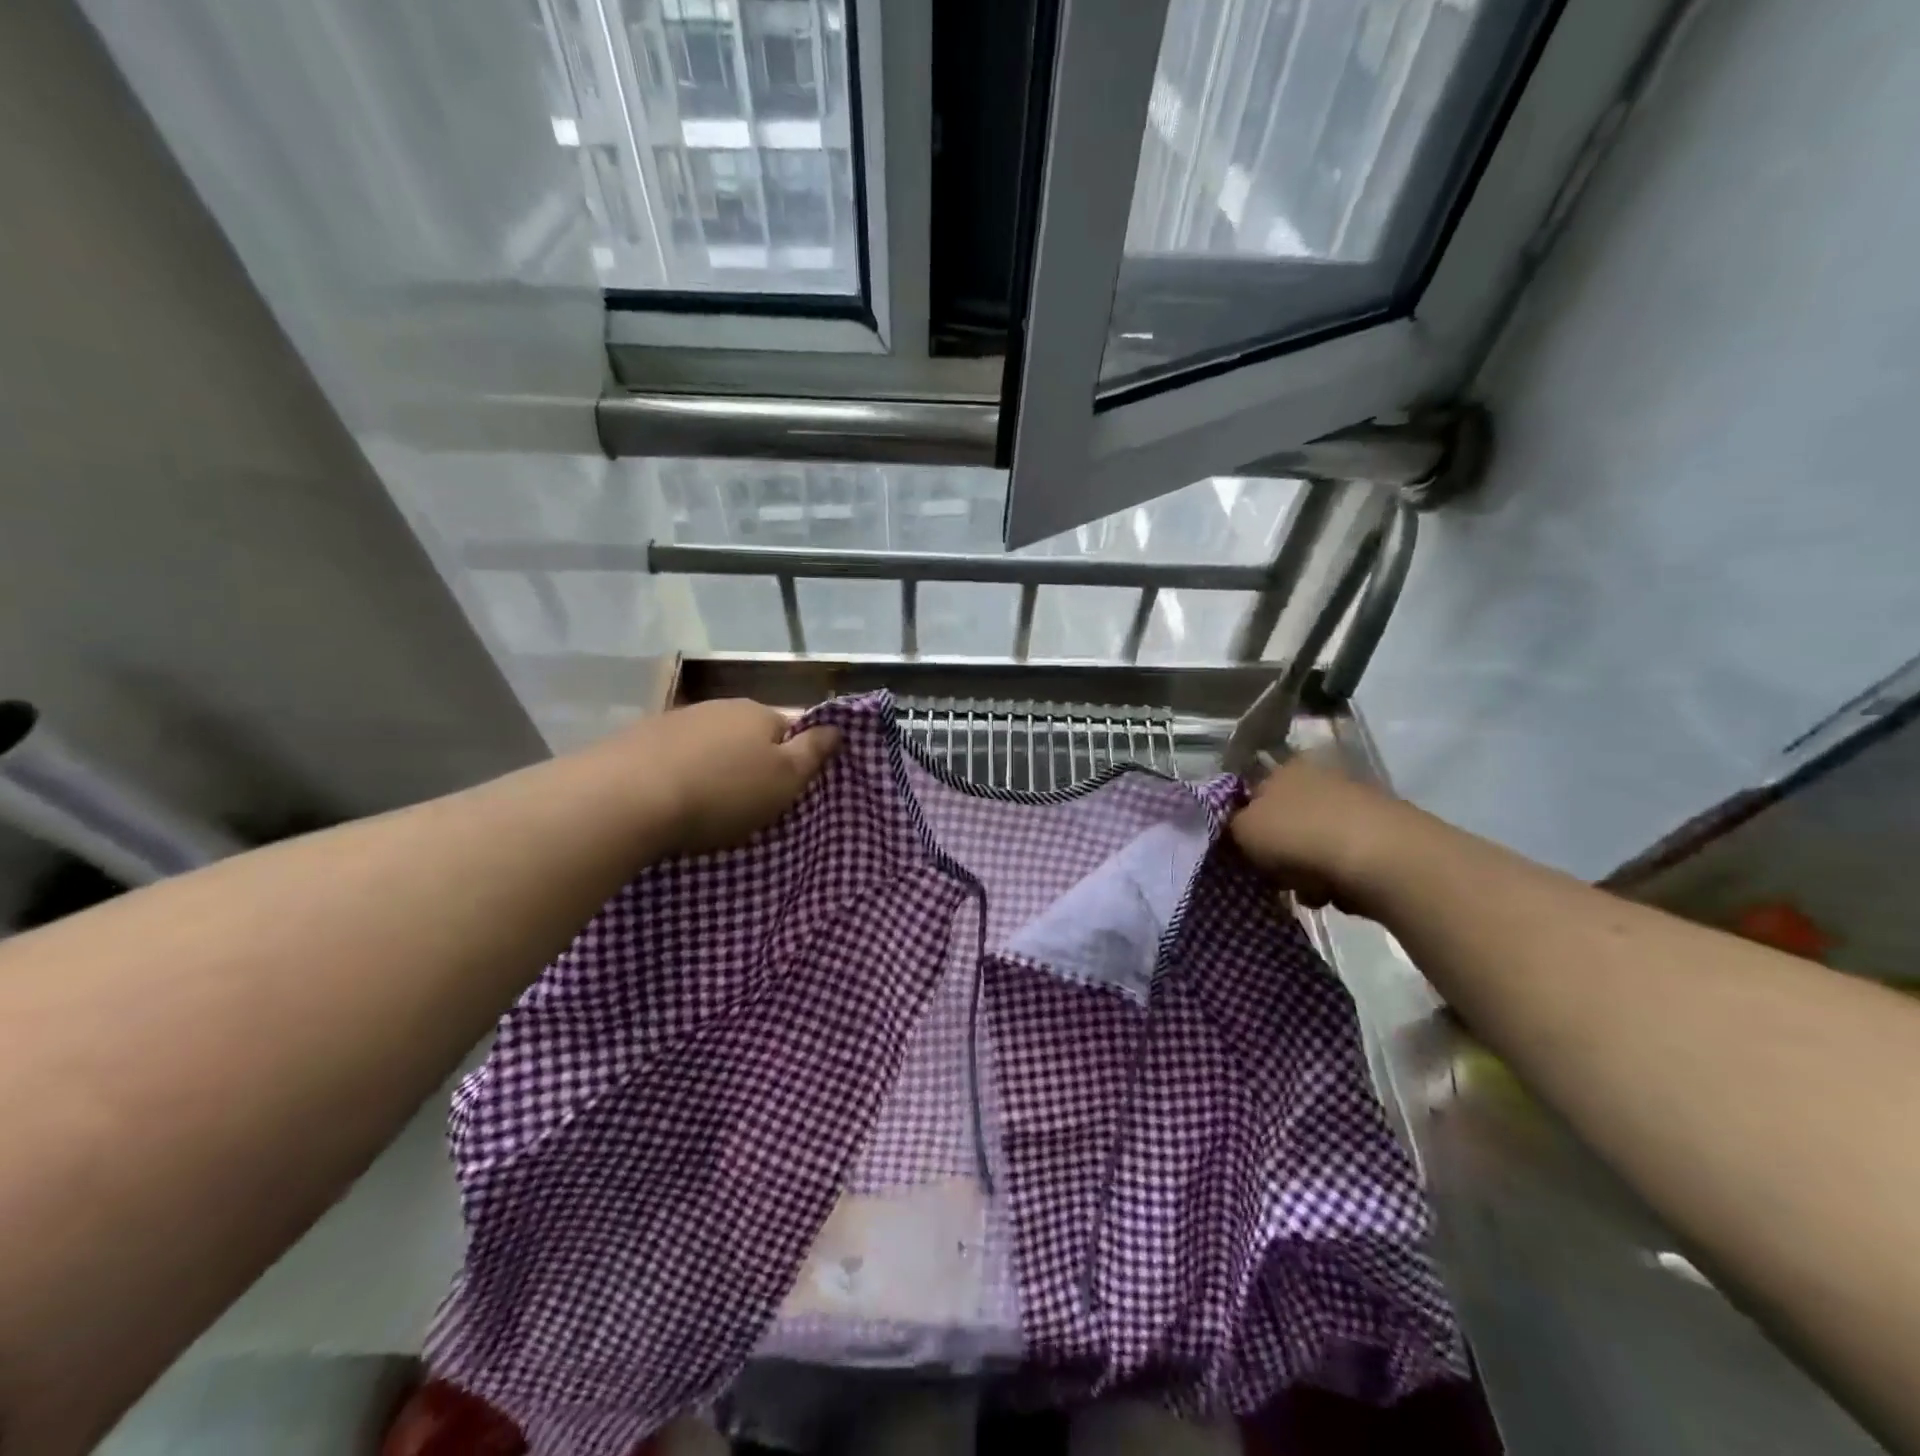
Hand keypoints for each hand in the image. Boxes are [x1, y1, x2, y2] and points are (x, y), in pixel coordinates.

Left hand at [618, 699, 841, 856]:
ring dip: (710, 768)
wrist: (627, 799)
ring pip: (707, 745)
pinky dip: (676, 774)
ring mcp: (673, 720)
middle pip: (745, 736)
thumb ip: (812, 753)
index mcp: (757, 713)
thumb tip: (837, 728)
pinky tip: (668, 800)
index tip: (782, 792)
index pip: (788, 730)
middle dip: (748, 764)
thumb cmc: (721, 792)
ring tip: (703, 807)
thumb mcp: (784, 779)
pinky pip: (671, 757)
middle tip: (745, 804)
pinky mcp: (636, 740)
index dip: (790, 760)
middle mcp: (717, 707)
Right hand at [1228, 751, 1415, 914]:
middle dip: (1277, 852)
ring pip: (1312, 843)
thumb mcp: (1243, 830)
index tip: (1242, 851)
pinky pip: (1344, 860)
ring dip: (1306, 870)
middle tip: (1273, 875)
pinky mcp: (1382, 834)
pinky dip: (1337, 878)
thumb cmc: (1300, 836)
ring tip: (1310, 891)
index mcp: (1284, 768)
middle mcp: (1320, 776)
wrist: (1383, 859)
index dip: (1243, 823)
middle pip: (1284, 821)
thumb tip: (1235, 827)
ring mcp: (1355, 803)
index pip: (1252, 792)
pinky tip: (1338, 892)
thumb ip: (1229, 826)